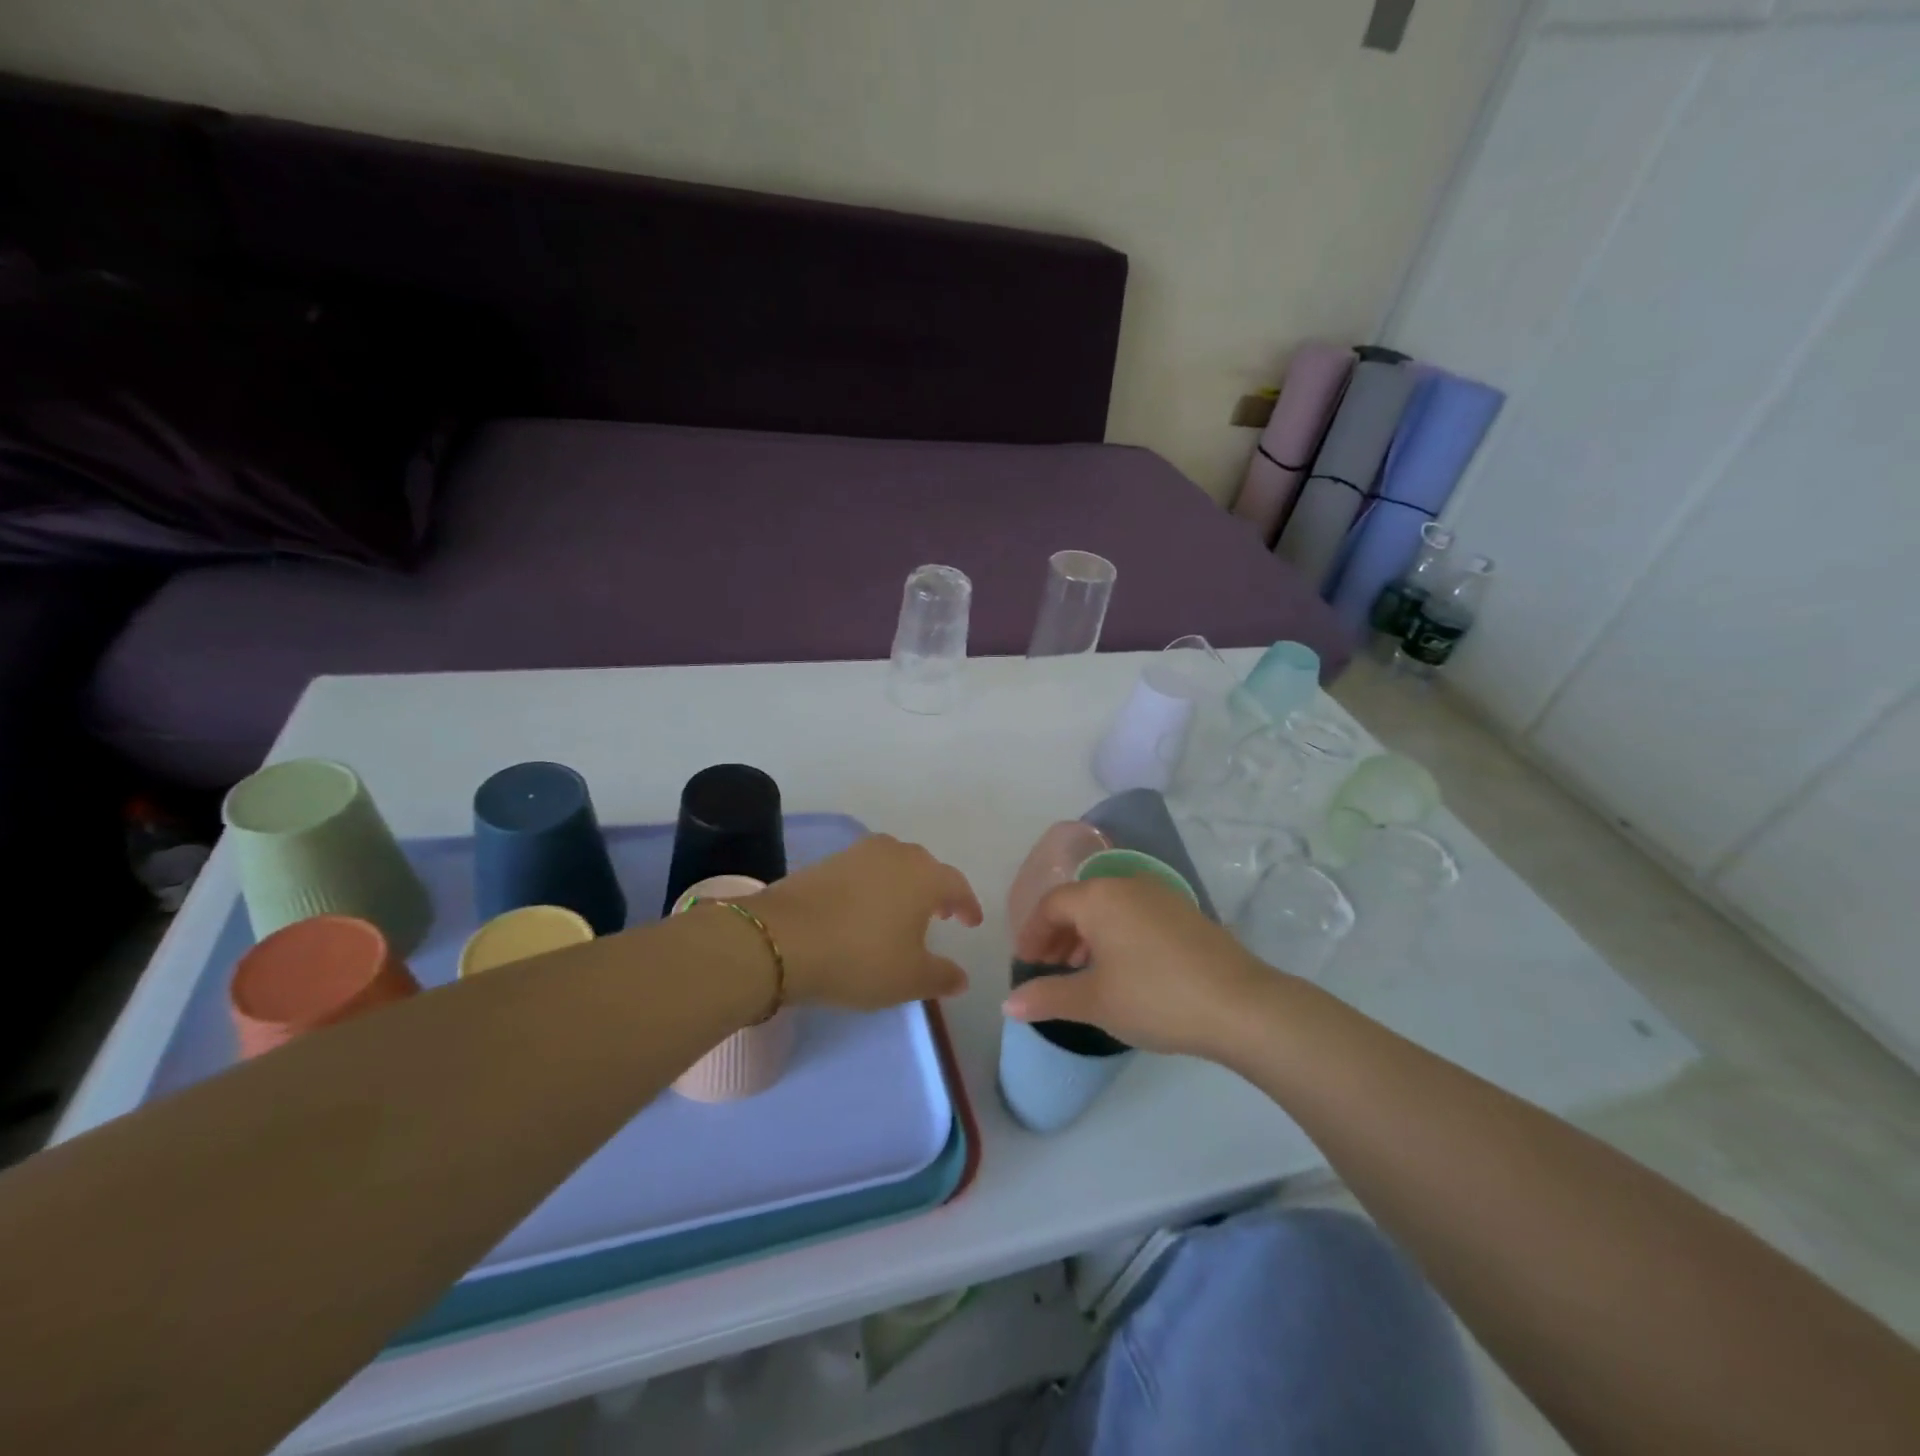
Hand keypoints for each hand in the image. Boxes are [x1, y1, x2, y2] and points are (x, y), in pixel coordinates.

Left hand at [748, 834, 982, 1009]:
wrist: (782, 940)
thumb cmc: (859, 958)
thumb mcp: (909, 979)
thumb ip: (942, 976)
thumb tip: (962, 977)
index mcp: (925, 876)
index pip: (957, 885)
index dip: (967, 906)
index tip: (971, 922)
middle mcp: (896, 854)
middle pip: (926, 868)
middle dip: (937, 890)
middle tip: (940, 914)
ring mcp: (858, 853)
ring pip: (893, 864)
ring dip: (904, 885)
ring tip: (901, 911)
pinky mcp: (827, 861)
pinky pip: (864, 870)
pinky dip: (873, 886)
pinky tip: (865, 910)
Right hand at [1006, 875, 1274, 1057]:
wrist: (1241, 1005)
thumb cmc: (1155, 997)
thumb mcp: (1095, 1001)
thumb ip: (1048, 997)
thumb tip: (1008, 1004)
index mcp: (1099, 896)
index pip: (1051, 906)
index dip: (1032, 935)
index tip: (1025, 964)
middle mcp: (1127, 884)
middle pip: (1080, 902)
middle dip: (1058, 935)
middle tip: (1049, 970)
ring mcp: (1161, 895)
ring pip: (1109, 908)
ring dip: (1087, 936)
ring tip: (1083, 972)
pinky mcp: (1186, 913)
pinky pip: (1135, 915)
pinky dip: (1117, 936)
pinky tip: (1123, 970)